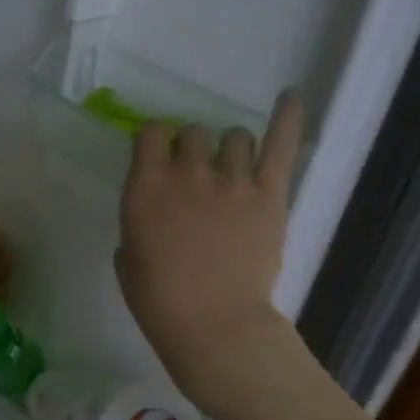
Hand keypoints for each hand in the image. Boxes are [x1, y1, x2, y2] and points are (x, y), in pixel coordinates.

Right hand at [116, 94, 305, 419]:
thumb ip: (140, 224)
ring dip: (230, 149)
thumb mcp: (128, 258)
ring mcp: (232, 180)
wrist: (213, 323)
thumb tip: (156, 216)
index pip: (152, 133)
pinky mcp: (269, 194)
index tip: (160, 157)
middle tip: (196, 176)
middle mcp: (188, 172)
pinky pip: (280, 145)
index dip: (157, 141)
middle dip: (193, 149)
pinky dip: (287, 118)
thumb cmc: (158, 300)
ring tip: (233, 170)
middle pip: (195, 133)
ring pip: (235, 137)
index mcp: (146, 186)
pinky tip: (291, 96)